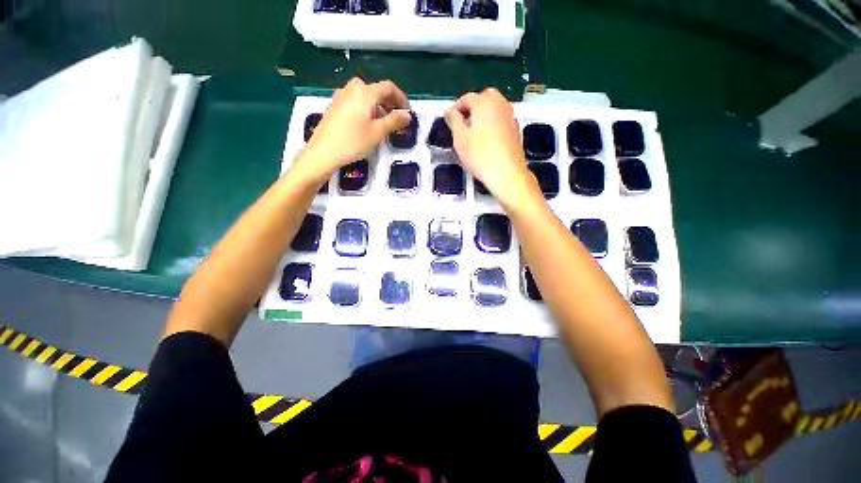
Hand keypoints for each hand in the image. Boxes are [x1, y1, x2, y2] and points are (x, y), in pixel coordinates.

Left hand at [294, 78, 410, 183]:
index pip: (388, 87)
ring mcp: (341, 96)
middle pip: (376, 90)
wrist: (323, 152)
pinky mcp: (335, 105)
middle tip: (396, 119)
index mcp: (365, 92)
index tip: (407, 112)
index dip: (401, 98)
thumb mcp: (378, 133)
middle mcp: (352, 88)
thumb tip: (407, 115)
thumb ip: (394, 121)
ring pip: (365, 95)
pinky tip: (366, 124)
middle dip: (389, 103)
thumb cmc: (353, 142)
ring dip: (378, 106)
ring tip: (383, 123)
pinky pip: (355, 101)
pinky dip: (366, 108)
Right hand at [444, 88, 539, 208]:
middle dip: (472, 107)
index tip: (450, 118)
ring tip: (473, 133)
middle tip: (462, 123)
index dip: (456, 107)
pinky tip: (486, 140)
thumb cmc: (481, 156)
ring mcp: (510, 116)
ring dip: (483, 114)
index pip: (466, 98)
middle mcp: (500, 104)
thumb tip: (450, 111)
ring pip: (494, 107)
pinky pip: (501, 119)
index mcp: (484, 102)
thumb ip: (454, 121)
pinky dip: (493, 123)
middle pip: (484, 98)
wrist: (506, 173)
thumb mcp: (460, 139)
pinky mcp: (515, 129)